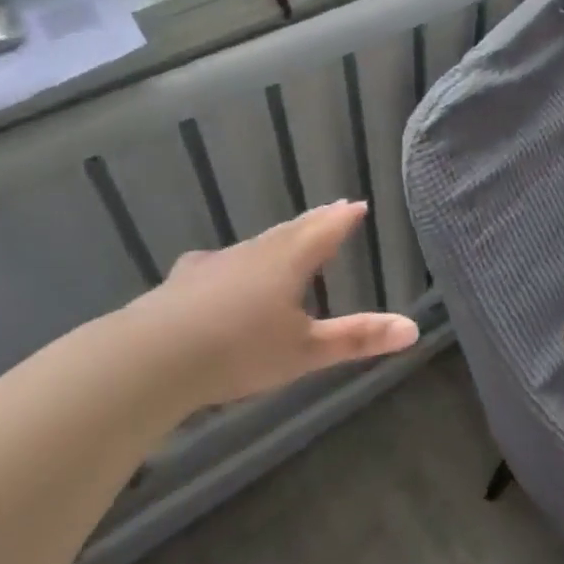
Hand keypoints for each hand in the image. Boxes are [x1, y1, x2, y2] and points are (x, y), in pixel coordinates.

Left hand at [122, 201, 418, 409]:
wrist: (150, 358)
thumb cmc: (239, 350)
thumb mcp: (306, 352)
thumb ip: (357, 339)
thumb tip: (413, 329)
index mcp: (290, 260)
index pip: (326, 229)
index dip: (344, 218)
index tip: (358, 205)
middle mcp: (257, 252)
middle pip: (294, 230)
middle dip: (316, 222)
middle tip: (333, 210)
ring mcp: (218, 262)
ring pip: (258, 243)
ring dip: (279, 237)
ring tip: (290, 236)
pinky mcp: (186, 279)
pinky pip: (221, 261)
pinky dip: (235, 260)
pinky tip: (220, 265)